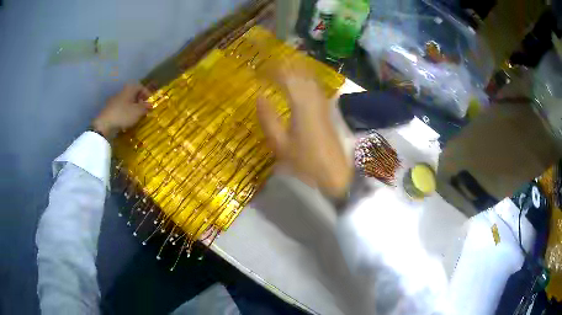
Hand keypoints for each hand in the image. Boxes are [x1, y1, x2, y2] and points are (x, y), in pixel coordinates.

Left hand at [92, 83, 151, 138]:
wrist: (104, 124)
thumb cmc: (123, 115)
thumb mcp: (138, 112)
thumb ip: (145, 107)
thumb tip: (150, 104)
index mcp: (130, 89)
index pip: (141, 87)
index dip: (147, 94)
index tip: (150, 102)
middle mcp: (122, 91)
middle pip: (133, 93)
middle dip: (139, 100)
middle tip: (144, 109)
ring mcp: (114, 99)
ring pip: (127, 101)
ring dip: (132, 107)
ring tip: (136, 116)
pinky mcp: (110, 108)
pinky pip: (121, 107)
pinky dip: (125, 111)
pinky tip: (126, 119)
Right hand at [257, 65, 352, 198]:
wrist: (336, 172)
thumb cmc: (305, 161)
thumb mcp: (280, 144)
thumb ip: (268, 119)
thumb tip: (259, 96)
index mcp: (301, 105)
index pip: (286, 77)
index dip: (272, 70)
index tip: (259, 69)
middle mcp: (314, 98)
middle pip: (300, 73)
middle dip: (284, 65)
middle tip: (269, 64)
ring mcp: (323, 103)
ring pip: (309, 78)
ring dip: (295, 70)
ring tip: (281, 67)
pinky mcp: (327, 109)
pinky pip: (315, 86)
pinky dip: (305, 79)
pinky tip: (300, 82)